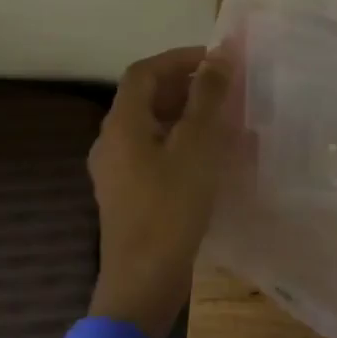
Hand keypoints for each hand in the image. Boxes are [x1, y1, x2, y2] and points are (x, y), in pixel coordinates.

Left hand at [86, 45, 234, 337]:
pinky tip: (209, 160)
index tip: (216, 61)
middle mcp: (111, 142)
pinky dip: (181, 144)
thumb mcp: (198, 145)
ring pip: (152, 128)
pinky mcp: (128, 196)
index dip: (179, 59)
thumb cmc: (171, 206)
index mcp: (122, 124)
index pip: (144, 72)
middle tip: (225, 90)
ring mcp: (117, 172)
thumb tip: (220, 56)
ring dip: (186, 116)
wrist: (144, 281)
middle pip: (145, 98)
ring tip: (224, 121)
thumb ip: (208, 97)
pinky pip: (154, 154)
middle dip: (185, 87)